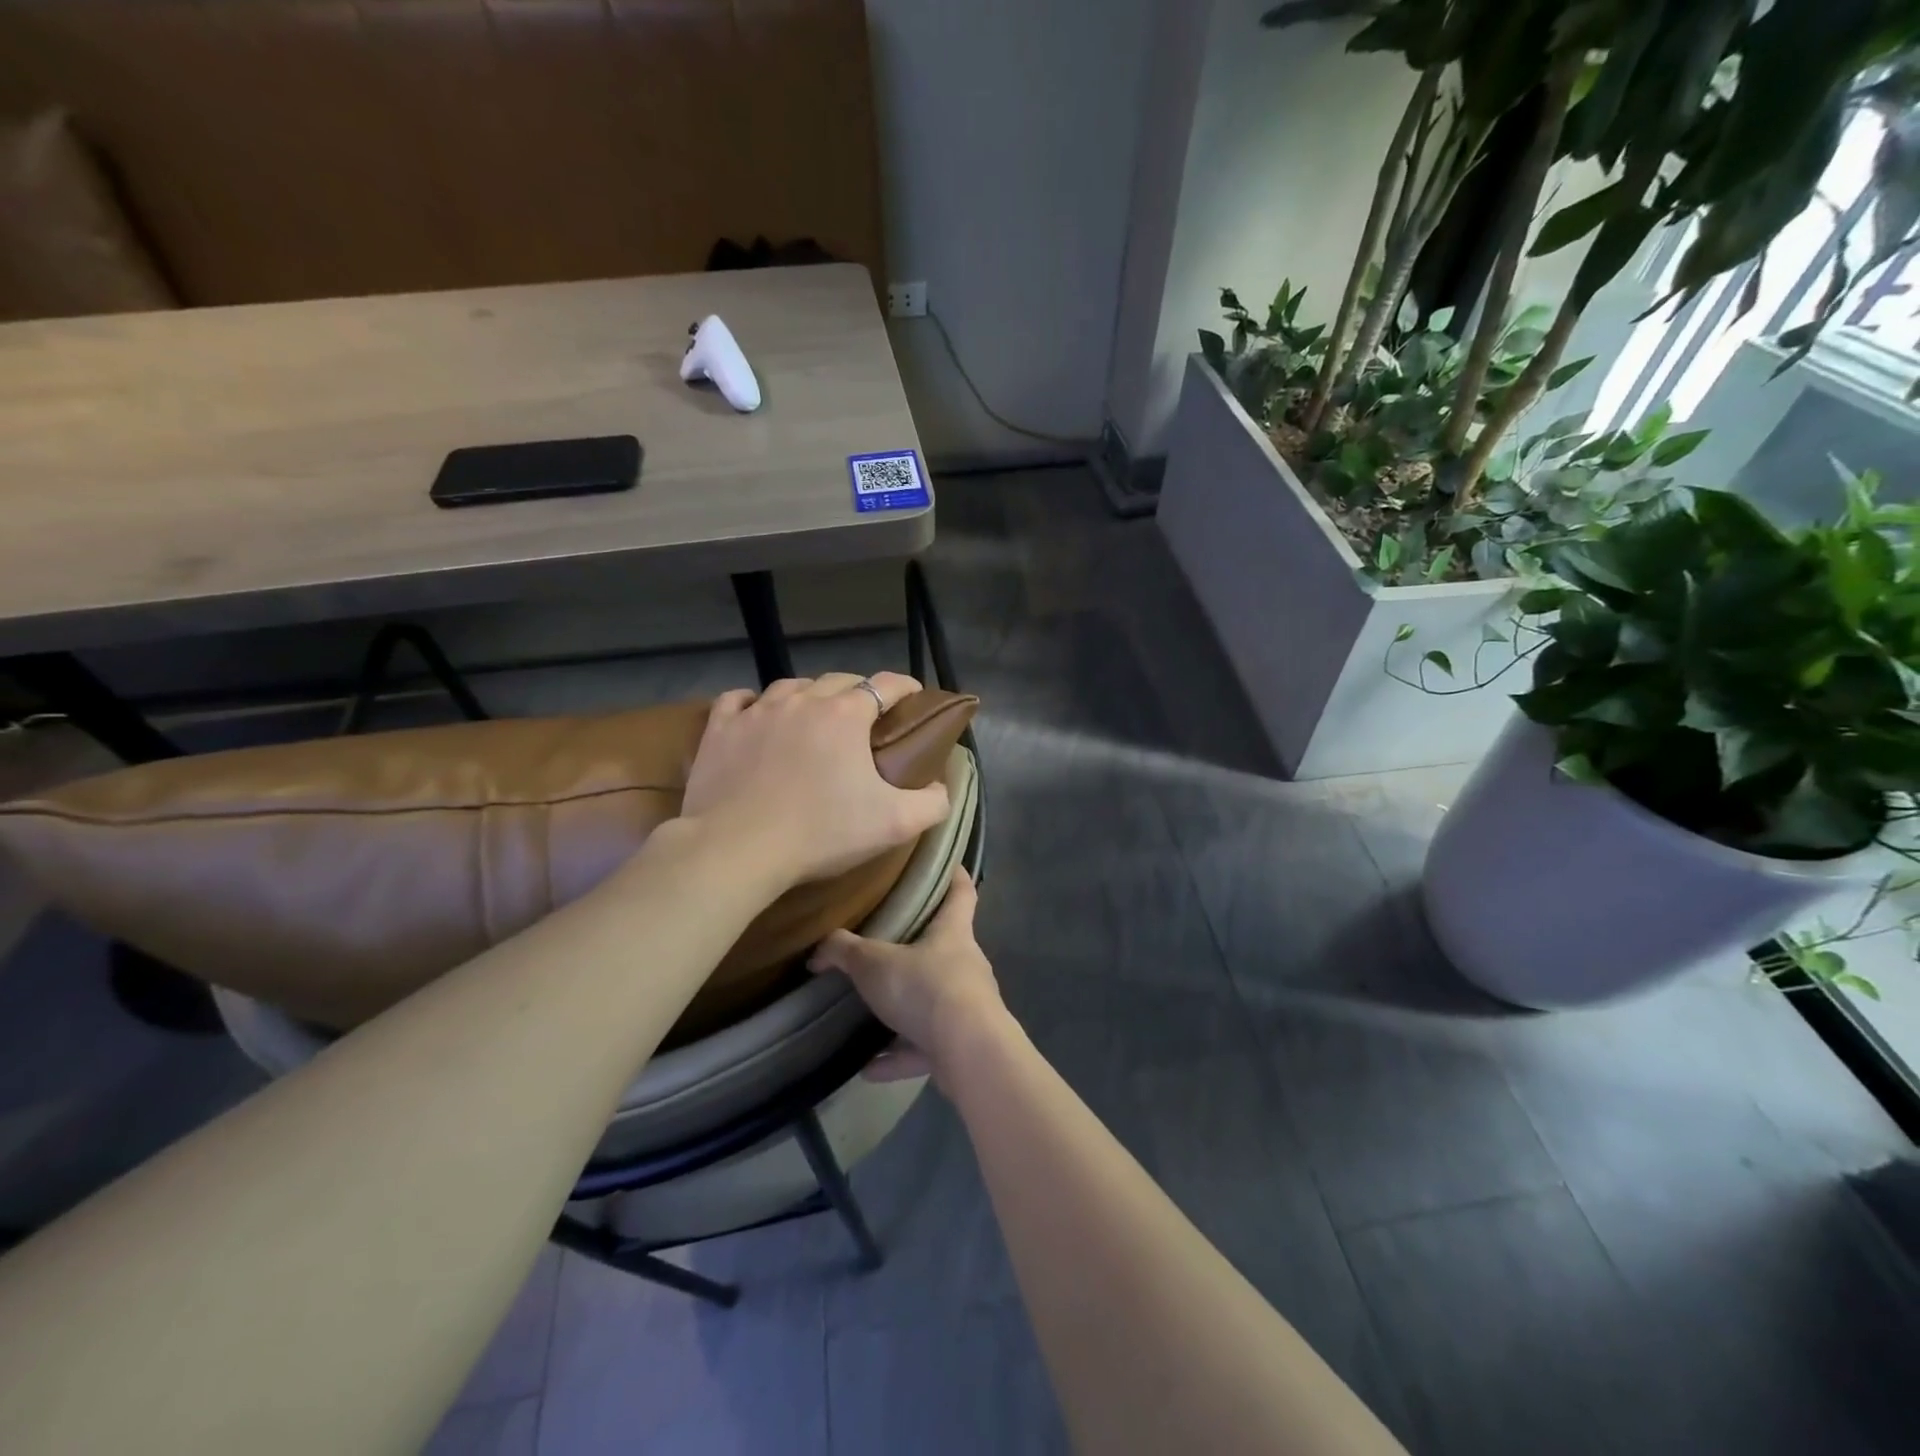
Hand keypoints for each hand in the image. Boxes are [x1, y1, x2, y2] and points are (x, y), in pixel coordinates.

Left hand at [680, 672, 951, 888]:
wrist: (737, 849)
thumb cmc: (821, 832)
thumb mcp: (894, 824)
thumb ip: (932, 804)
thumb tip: (942, 789)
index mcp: (847, 715)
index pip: (886, 684)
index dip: (906, 687)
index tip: (914, 696)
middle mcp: (803, 700)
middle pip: (839, 680)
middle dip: (858, 691)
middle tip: (866, 716)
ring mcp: (757, 711)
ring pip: (791, 686)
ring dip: (809, 695)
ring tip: (814, 714)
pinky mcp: (720, 729)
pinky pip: (738, 700)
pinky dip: (753, 702)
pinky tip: (756, 712)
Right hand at [808, 867, 1005, 1083]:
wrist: (968, 1052)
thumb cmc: (926, 988)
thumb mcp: (874, 964)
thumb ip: (844, 952)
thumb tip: (818, 951)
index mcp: (953, 932)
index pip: (961, 891)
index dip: (954, 874)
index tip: (946, 863)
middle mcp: (966, 964)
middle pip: (946, 946)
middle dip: (919, 947)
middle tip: (887, 944)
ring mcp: (968, 1006)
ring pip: (934, 1000)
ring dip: (905, 1010)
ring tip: (871, 1014)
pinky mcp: (962, 1045)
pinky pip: (925, 1046)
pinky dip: (900, 1055)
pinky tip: (869, 1067)